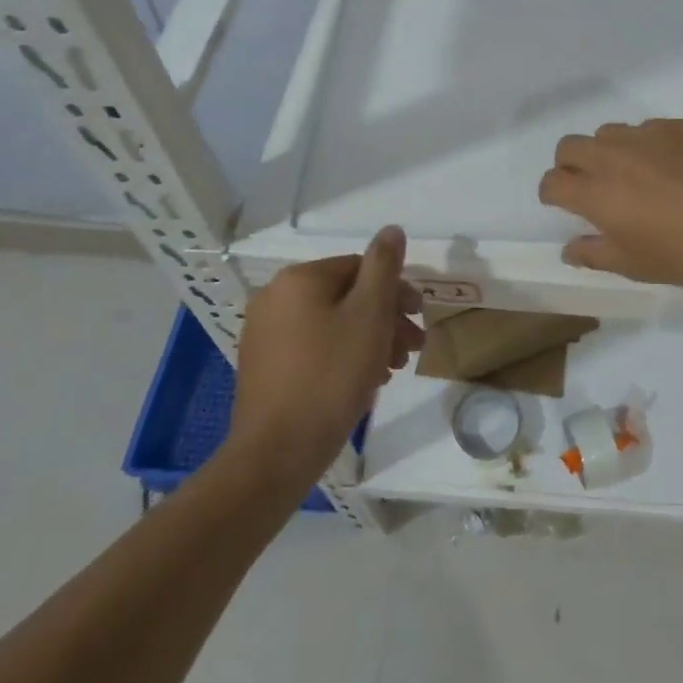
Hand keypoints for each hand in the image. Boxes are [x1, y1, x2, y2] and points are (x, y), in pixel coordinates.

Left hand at [229, 226, 423, 473]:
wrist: (277, 453)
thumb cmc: (331, 375)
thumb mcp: (369, 314)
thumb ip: (384, 266)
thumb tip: (392, 229)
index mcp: (299, 278)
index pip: (361, 268)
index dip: (396, 292)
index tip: (419, 319)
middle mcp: (275, 297)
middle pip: (347, 296)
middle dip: (385, 319)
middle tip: (413, 347)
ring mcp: (265, 333)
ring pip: (332, 323)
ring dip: (369, 339)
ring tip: (393, 368)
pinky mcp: (264, 365)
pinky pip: (314, 346)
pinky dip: (343, 354)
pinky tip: (364, 380)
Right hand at [538, 119, 682, 295]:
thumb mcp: (634, 266)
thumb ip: (594, 254)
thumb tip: (569, 249)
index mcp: (595, 193)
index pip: (553, 182)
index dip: (552, 193)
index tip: (563, 204)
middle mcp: (613, 156)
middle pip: (570, 146)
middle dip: (570, 165)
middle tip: (591, 186)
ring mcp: (647, 136)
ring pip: (609, 133)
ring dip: (609, 151)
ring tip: (635, 174)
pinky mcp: (679, 126)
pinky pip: (649, 128)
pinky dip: (647, 144)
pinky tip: (673, 167)